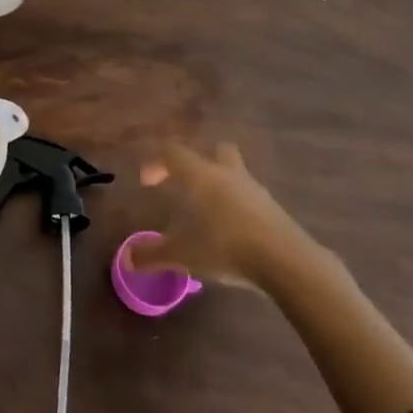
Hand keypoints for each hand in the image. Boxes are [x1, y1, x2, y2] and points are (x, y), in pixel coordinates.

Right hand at [130, 139, 311, 289]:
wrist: (286, 261)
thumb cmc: (225, 246)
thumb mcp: (183, 254)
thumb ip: (153, 255)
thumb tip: (126, 259)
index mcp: (201, 176)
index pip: (173, 153)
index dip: (156, 162)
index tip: (147, 182)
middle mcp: (228, 175)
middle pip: (217, 151)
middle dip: (202, 163)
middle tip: (189, 185)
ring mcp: (256, 191)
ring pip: (237, 175)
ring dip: (223, 187)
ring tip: (210, 216)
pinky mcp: (276, 211)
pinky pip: (252, 200)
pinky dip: (240, 210)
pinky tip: (234, 234)